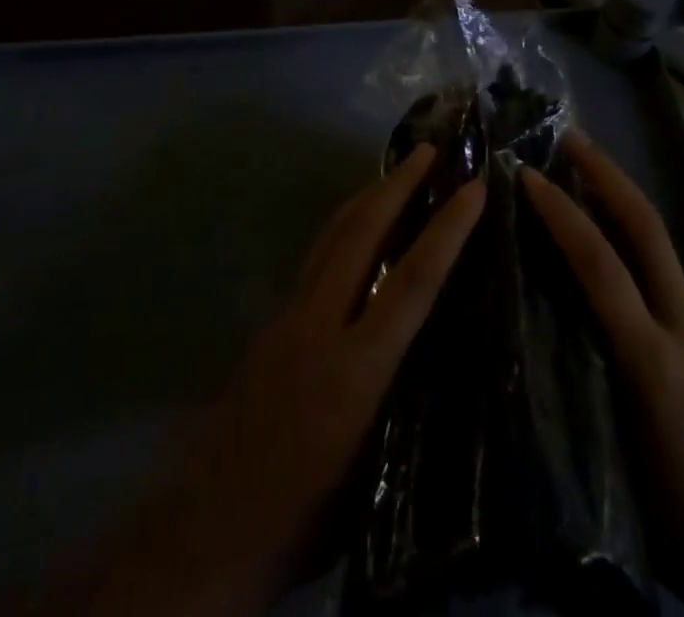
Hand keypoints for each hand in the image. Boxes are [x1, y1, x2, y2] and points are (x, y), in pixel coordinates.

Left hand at [82, 145, 485, 616]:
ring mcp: (287, 318)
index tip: (473, 189)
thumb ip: (404, 397)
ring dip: (366, 197)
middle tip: (428, 150)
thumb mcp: (376, 470)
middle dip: (398, 185)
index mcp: (356, 370)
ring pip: (330, 237)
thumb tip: (436, 345)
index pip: (413, 281)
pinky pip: (314, 258)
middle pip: (362, 234)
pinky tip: (354, 230)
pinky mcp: (270, 323)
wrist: (209, 533)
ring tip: (394, 172)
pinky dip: (341, 228)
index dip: (447, 230)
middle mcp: (320, 326)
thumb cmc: (307, 515)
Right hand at [524, 136, 683, 616]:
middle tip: (571, 136)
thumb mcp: (619, 458)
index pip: (603, 266)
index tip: (526, 176)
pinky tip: (607, 236)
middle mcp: (683, 324)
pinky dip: (630, 235)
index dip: (563, 215)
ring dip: (620, 196)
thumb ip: (578, 384)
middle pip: (647, 229)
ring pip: (657, 243)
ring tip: (583, 169)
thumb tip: (533, 324)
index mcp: (655, 357)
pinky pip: (661, 270)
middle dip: (609, 175)